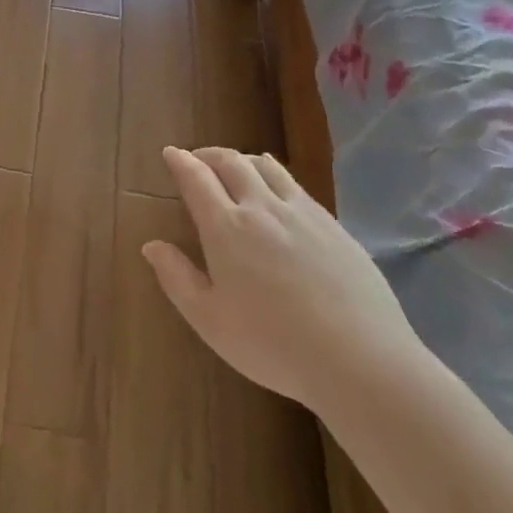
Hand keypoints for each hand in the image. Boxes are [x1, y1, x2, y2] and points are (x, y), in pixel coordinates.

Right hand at [145, 146, 423, 409]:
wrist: (361, 359)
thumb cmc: (273, 344)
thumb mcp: (210, 320)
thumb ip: (177, 278)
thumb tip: (152, 245)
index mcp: (226, 227)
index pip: (196, 178)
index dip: (180, 162)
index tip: (170, 153)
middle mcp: (262, 208)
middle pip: (232, 162)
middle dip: (209, 155)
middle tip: (197, 159)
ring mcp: (302, 213)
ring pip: (267, 166)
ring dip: (243, 160)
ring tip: (236, 169)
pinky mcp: (333, 225)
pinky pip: (296, 186)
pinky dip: (275, 177)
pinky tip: (278, 197)